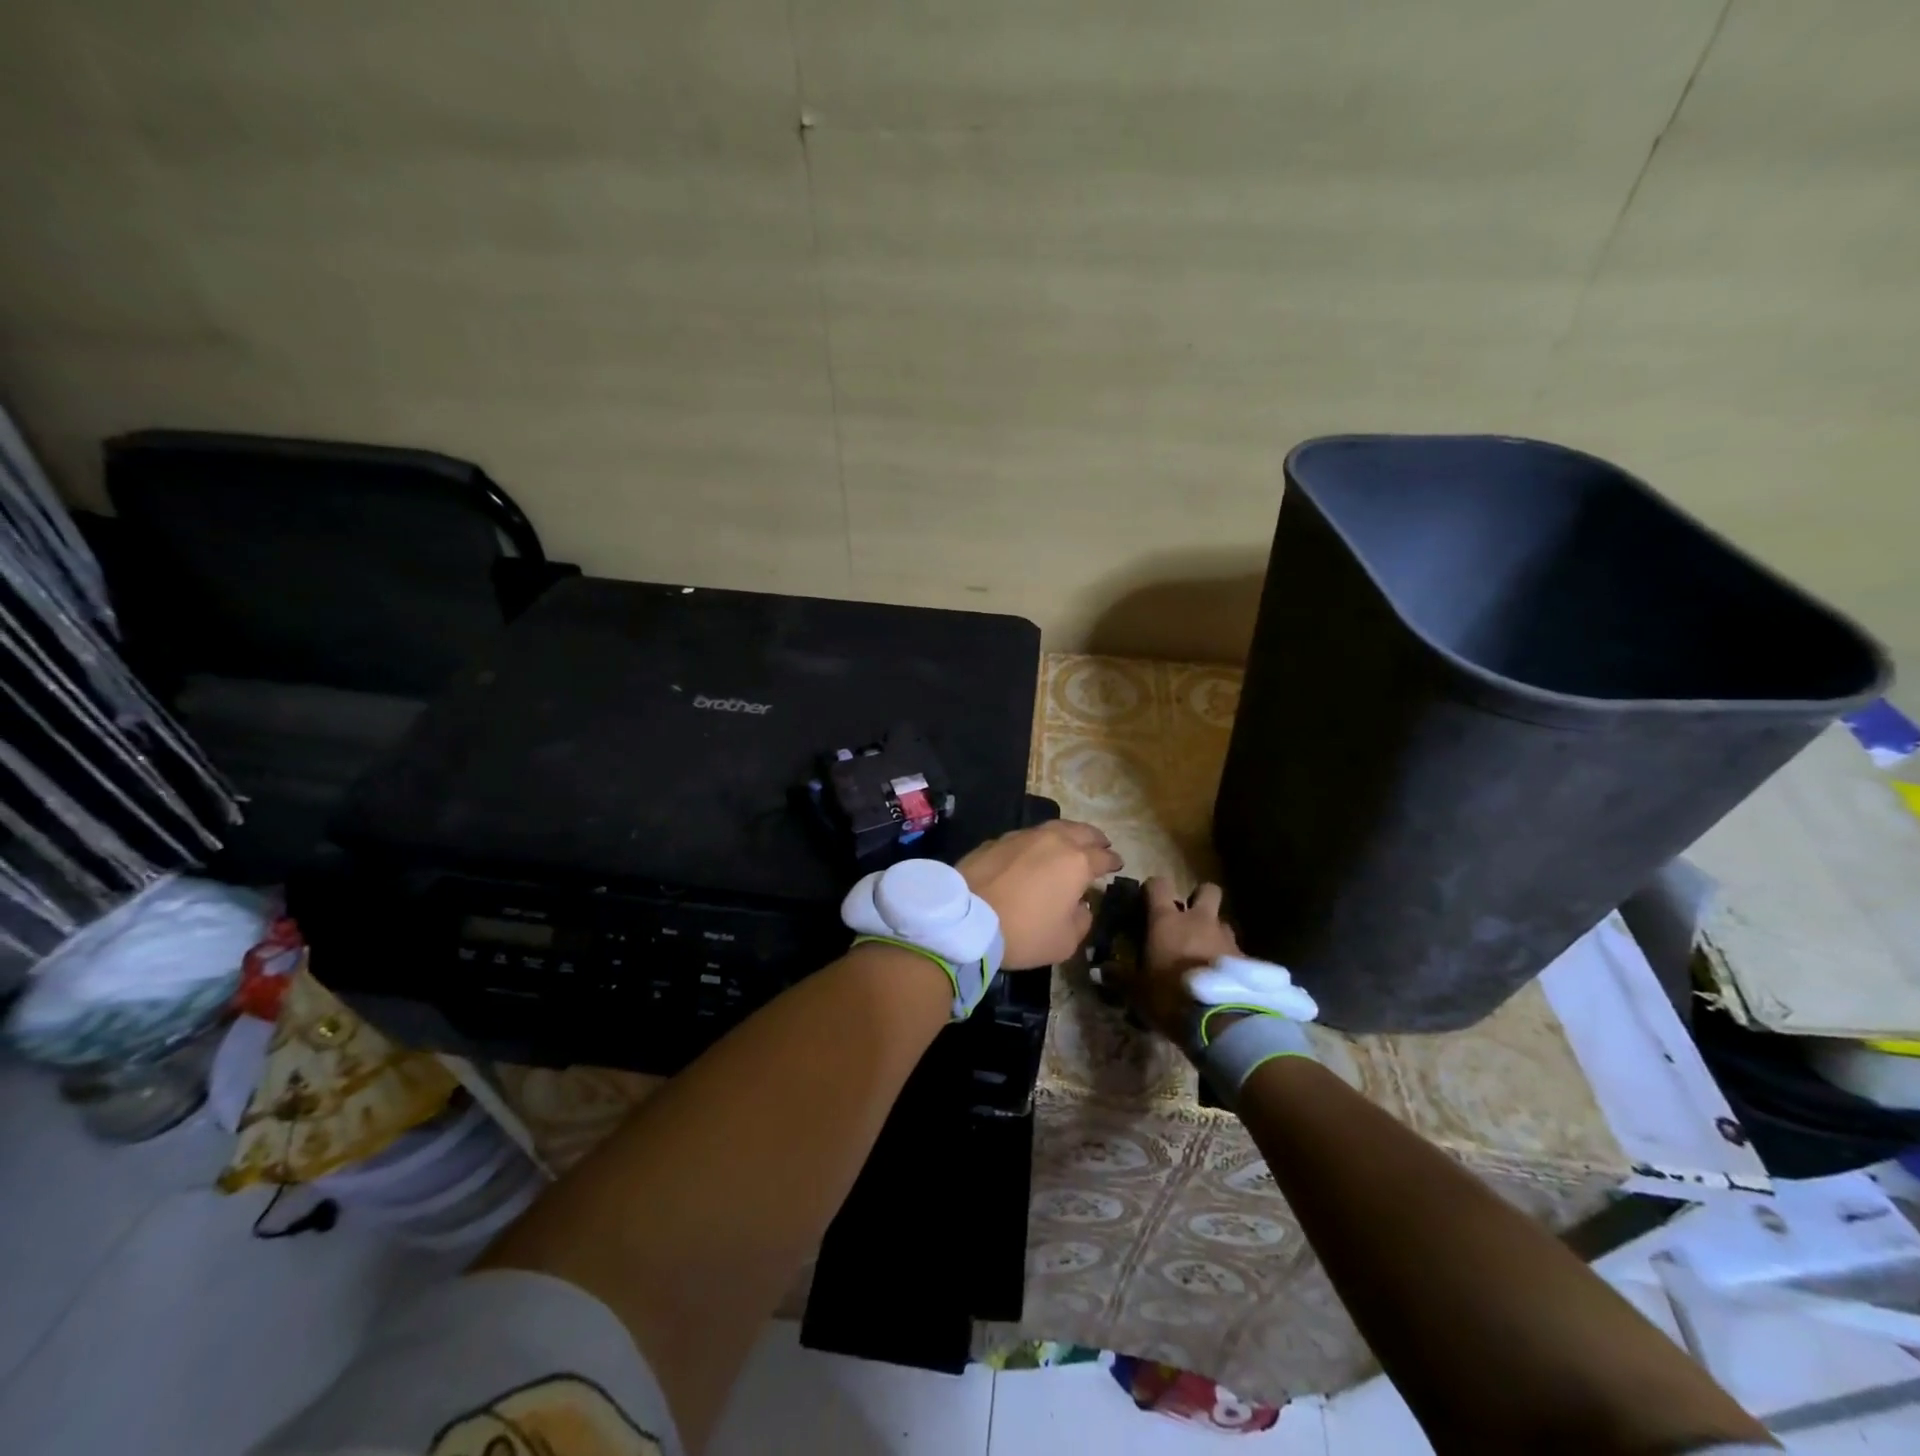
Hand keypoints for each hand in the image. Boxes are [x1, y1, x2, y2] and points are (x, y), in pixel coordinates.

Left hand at [958, 820, 1122, 969]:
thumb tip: (1081, 906)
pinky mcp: (997, 840)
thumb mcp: (1064, 941)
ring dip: (1067, 834)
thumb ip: (1082, 920)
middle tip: (1100, 845)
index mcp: (1076, 862)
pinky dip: (1038, 841)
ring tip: (1070, 843)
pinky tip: (1035, 851)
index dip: (1113, 861)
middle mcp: (1053, 840)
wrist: (966, 917)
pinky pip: (1027, 836)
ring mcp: (1023, 836)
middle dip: (1094, 839)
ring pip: (1053, 827)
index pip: (1103, 857)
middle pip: (1082, 831)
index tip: (1117, 863)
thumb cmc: (1023, 931)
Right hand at [1111, 877, 1241, 1040]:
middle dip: (1199, 898)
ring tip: (1205, 954)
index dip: (1153, 888)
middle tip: (1189, 917)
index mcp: (1167, 920)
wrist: (1221, 1019)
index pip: (1159, 885)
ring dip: (1214, 932)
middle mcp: (1199, 920)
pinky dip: (1228, 958)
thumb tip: (1100, 970)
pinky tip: (1222, 978)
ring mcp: (1226, 937)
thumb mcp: (1137, 990)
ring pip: (1222, 921)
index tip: (1147, 898)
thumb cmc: (1170, 995)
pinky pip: (1235, 950)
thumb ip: (1120, 976)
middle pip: (1206, 890)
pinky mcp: (1246, 959)